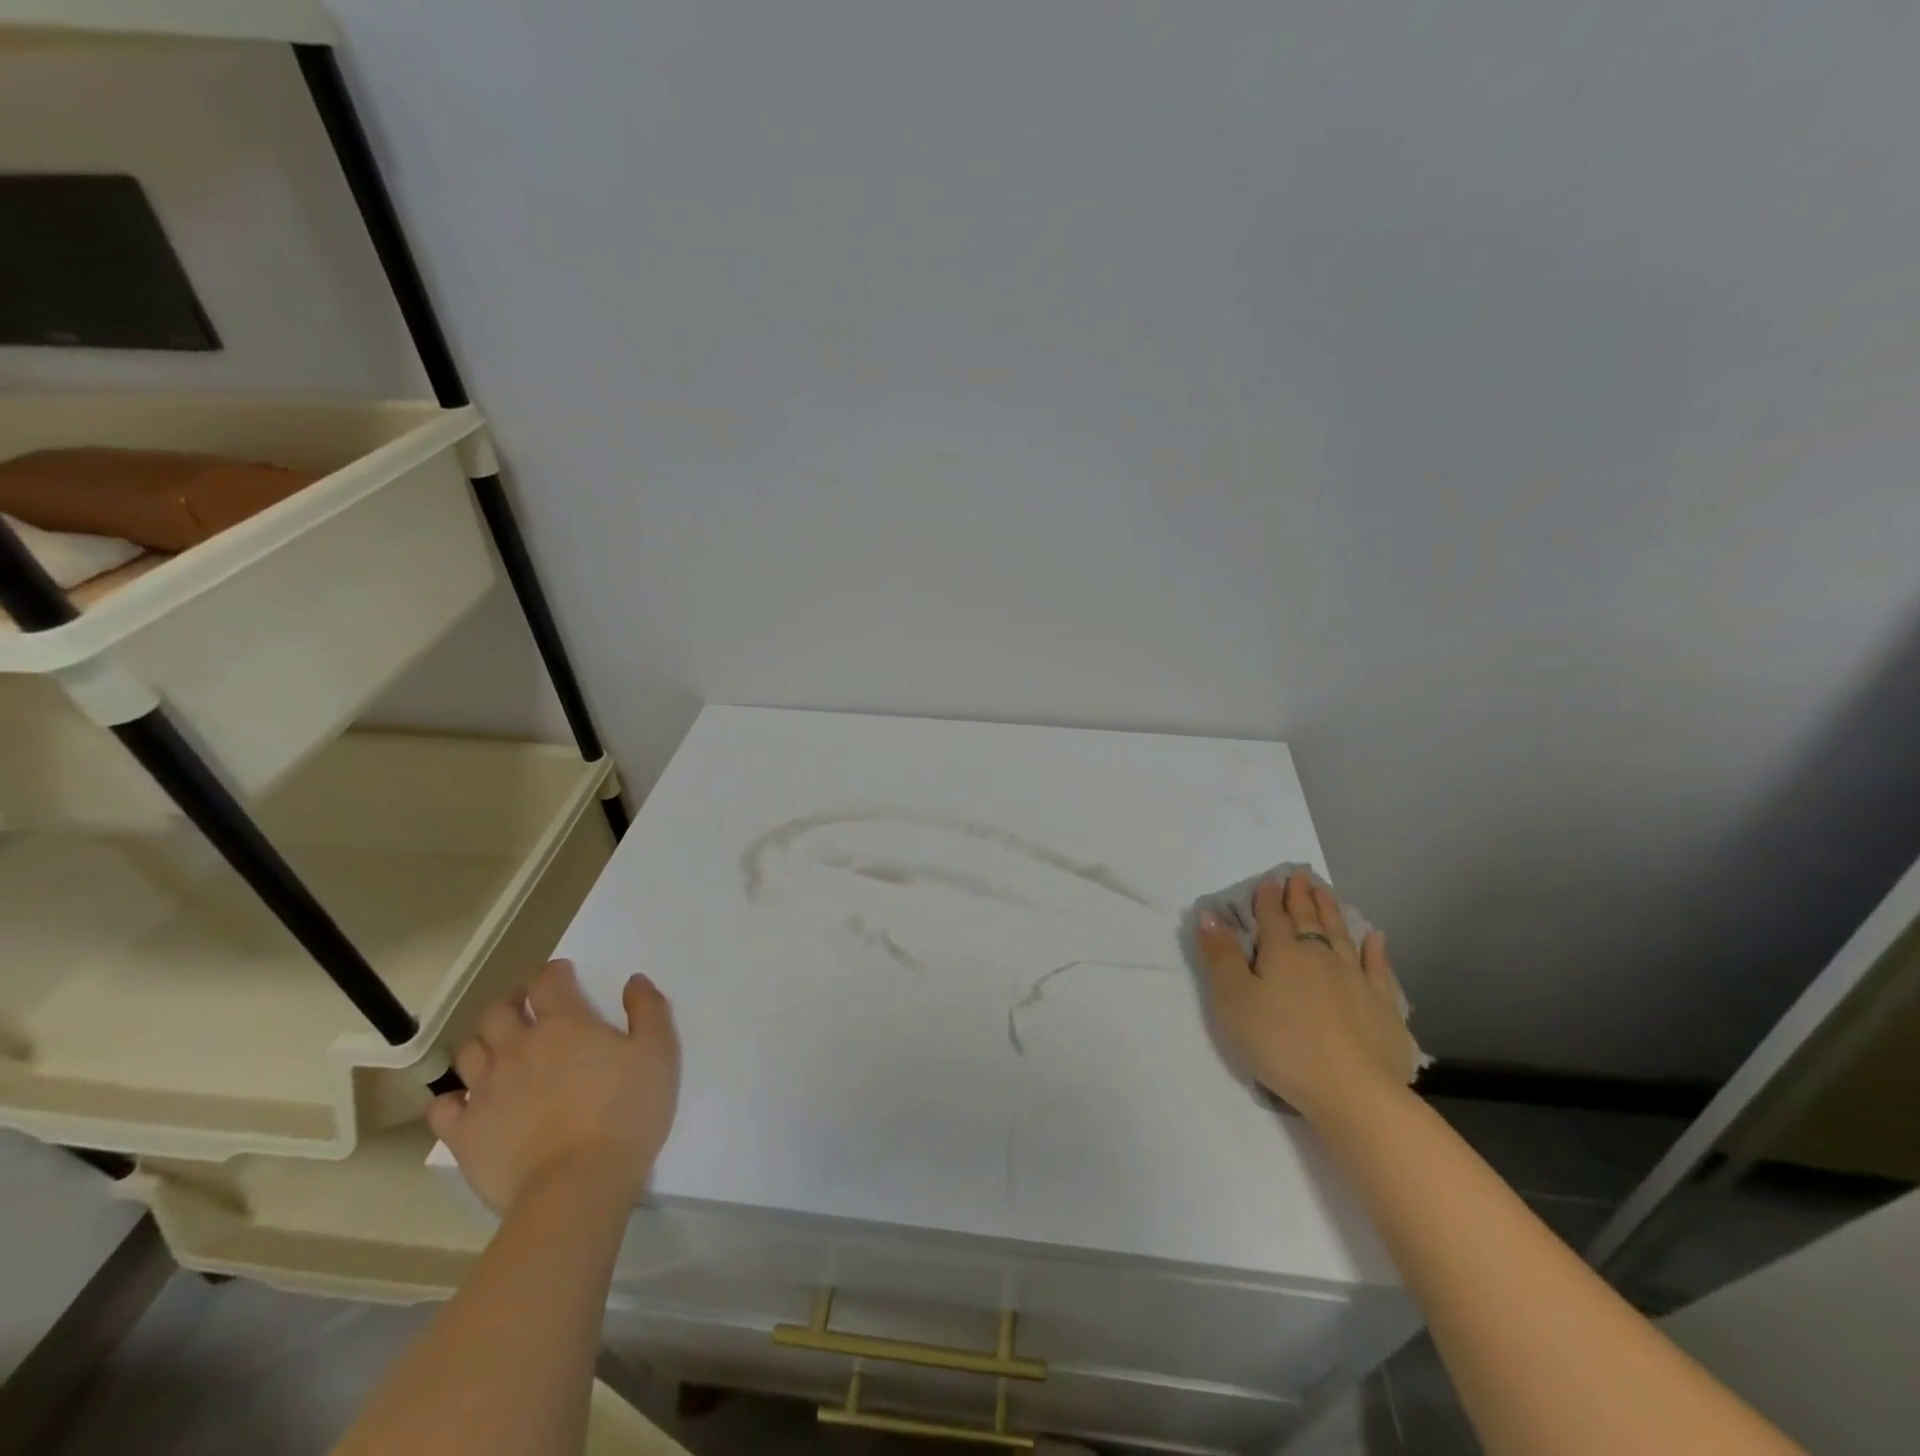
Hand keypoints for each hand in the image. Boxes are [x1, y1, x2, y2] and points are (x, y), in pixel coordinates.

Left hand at [428, 959, 679, 1214]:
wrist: (578, 1185)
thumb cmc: (626, 1112)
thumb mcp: (658, 1053)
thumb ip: (648, 1009)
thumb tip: (634, 981)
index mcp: (564, 1024)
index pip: (547, 982)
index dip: (554, 973)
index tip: (563, 975)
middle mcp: (518, 1048)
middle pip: (498, 1011)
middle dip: (512, 1002)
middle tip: (527, 1009)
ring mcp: (486, 1090)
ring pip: (469, 1051)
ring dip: (484, 1043)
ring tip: (500, 1051)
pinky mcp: (465, 1133)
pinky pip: (443, 1107)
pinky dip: (453, 1099)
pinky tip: (468, 1102)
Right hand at [1196, 871, 1413, 1122]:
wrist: (1352, 1091)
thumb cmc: (1281, 1044)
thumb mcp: (1234, 1000)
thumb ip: (1220, 956)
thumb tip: (1209, 914)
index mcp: (1282, 953)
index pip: (1272, 917)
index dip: (1267, 898)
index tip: (1268, 879)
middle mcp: (1320, 956)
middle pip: (1309, 919)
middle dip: (1301, 895)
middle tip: (1301, 874)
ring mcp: (1356, 978)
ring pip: (1341, 934)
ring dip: (1332, 910)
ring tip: (1326, 891)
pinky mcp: (1382, 1005)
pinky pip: (1378, 967)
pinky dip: (1375, 949)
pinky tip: (1376, 937)